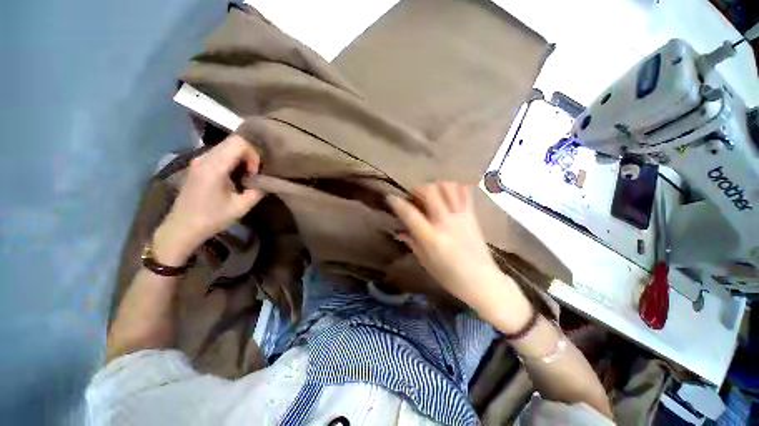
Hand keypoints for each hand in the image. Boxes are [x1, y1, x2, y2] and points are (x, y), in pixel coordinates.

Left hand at [153, 135, 264, 265]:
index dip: (254, 155)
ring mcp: (199, 160)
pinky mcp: (198, 165)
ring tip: (246, 176)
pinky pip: (220, 153)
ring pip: (227, 146)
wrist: (182, 227)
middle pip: (233, 141)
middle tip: (254, 174)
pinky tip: (235, 176)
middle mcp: (204, 158)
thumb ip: (258, 190)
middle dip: (250, 155)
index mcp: (214, 167)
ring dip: (242, 157)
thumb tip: (267, 181)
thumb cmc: (212, 218)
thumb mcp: (242, 207)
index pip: (239, 143)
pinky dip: (233, 160)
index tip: (255, 173)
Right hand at [388, 182, 531, 329]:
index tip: (390, 198)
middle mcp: (445, 222)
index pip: (410, 213)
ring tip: (432, 194)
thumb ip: (412, 242)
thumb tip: (401, 231)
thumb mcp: (425, 262)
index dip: (397, 203)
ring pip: (448, 187)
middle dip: (419, 188)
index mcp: (430, 237)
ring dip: (436, 186)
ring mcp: (461, 216)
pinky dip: (454, 188)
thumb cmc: (449, 276)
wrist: (482, 281)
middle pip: (430, 192)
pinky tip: (448, 195)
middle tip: (415, 196)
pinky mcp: (472, 216)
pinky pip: (465, 193)